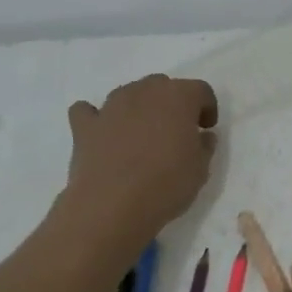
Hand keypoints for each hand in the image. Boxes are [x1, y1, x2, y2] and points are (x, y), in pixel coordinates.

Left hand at [57, 74, 218, 248]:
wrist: (113, 206)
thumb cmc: (166, 184)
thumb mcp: (201, 169)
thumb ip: (204, 146)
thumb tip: (201, 136)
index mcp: (179, 97)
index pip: (200, 90)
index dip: (207, 107)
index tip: (206, 128)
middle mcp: (144, 92)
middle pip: (162, 85)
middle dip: (172, 103)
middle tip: (176, 130)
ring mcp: (111, 107)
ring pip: (128, 93)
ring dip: (139, 107)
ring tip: (143, 134)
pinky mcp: (85, 126)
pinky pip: (88, 111)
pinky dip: (97, 117)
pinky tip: (104, 133)